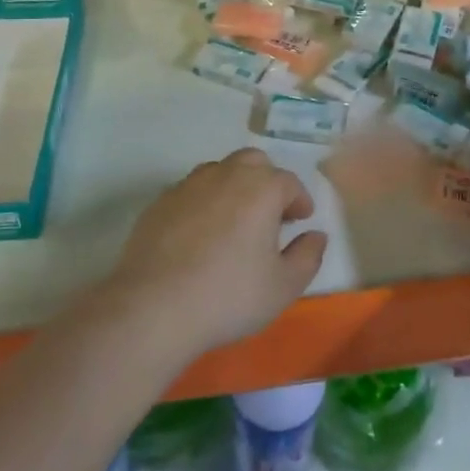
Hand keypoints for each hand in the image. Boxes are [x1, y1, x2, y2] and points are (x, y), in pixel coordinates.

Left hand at [105, 148, 327, 357]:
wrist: (154, 307)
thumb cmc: (229, 296)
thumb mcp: (284, 286)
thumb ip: (308, 256)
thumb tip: (316, 235)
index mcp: (261, 188)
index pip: (288, 182)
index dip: (298, 200)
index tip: (301, 220)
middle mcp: (225, 175)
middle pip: (252, 163)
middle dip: (266, 182)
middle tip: (270, 215)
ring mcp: (188, 185)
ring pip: (218, 171)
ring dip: (233, 188)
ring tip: (234, 222)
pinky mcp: (159, 202)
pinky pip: (190, 192)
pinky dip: (203, 203)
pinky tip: (200, 235)